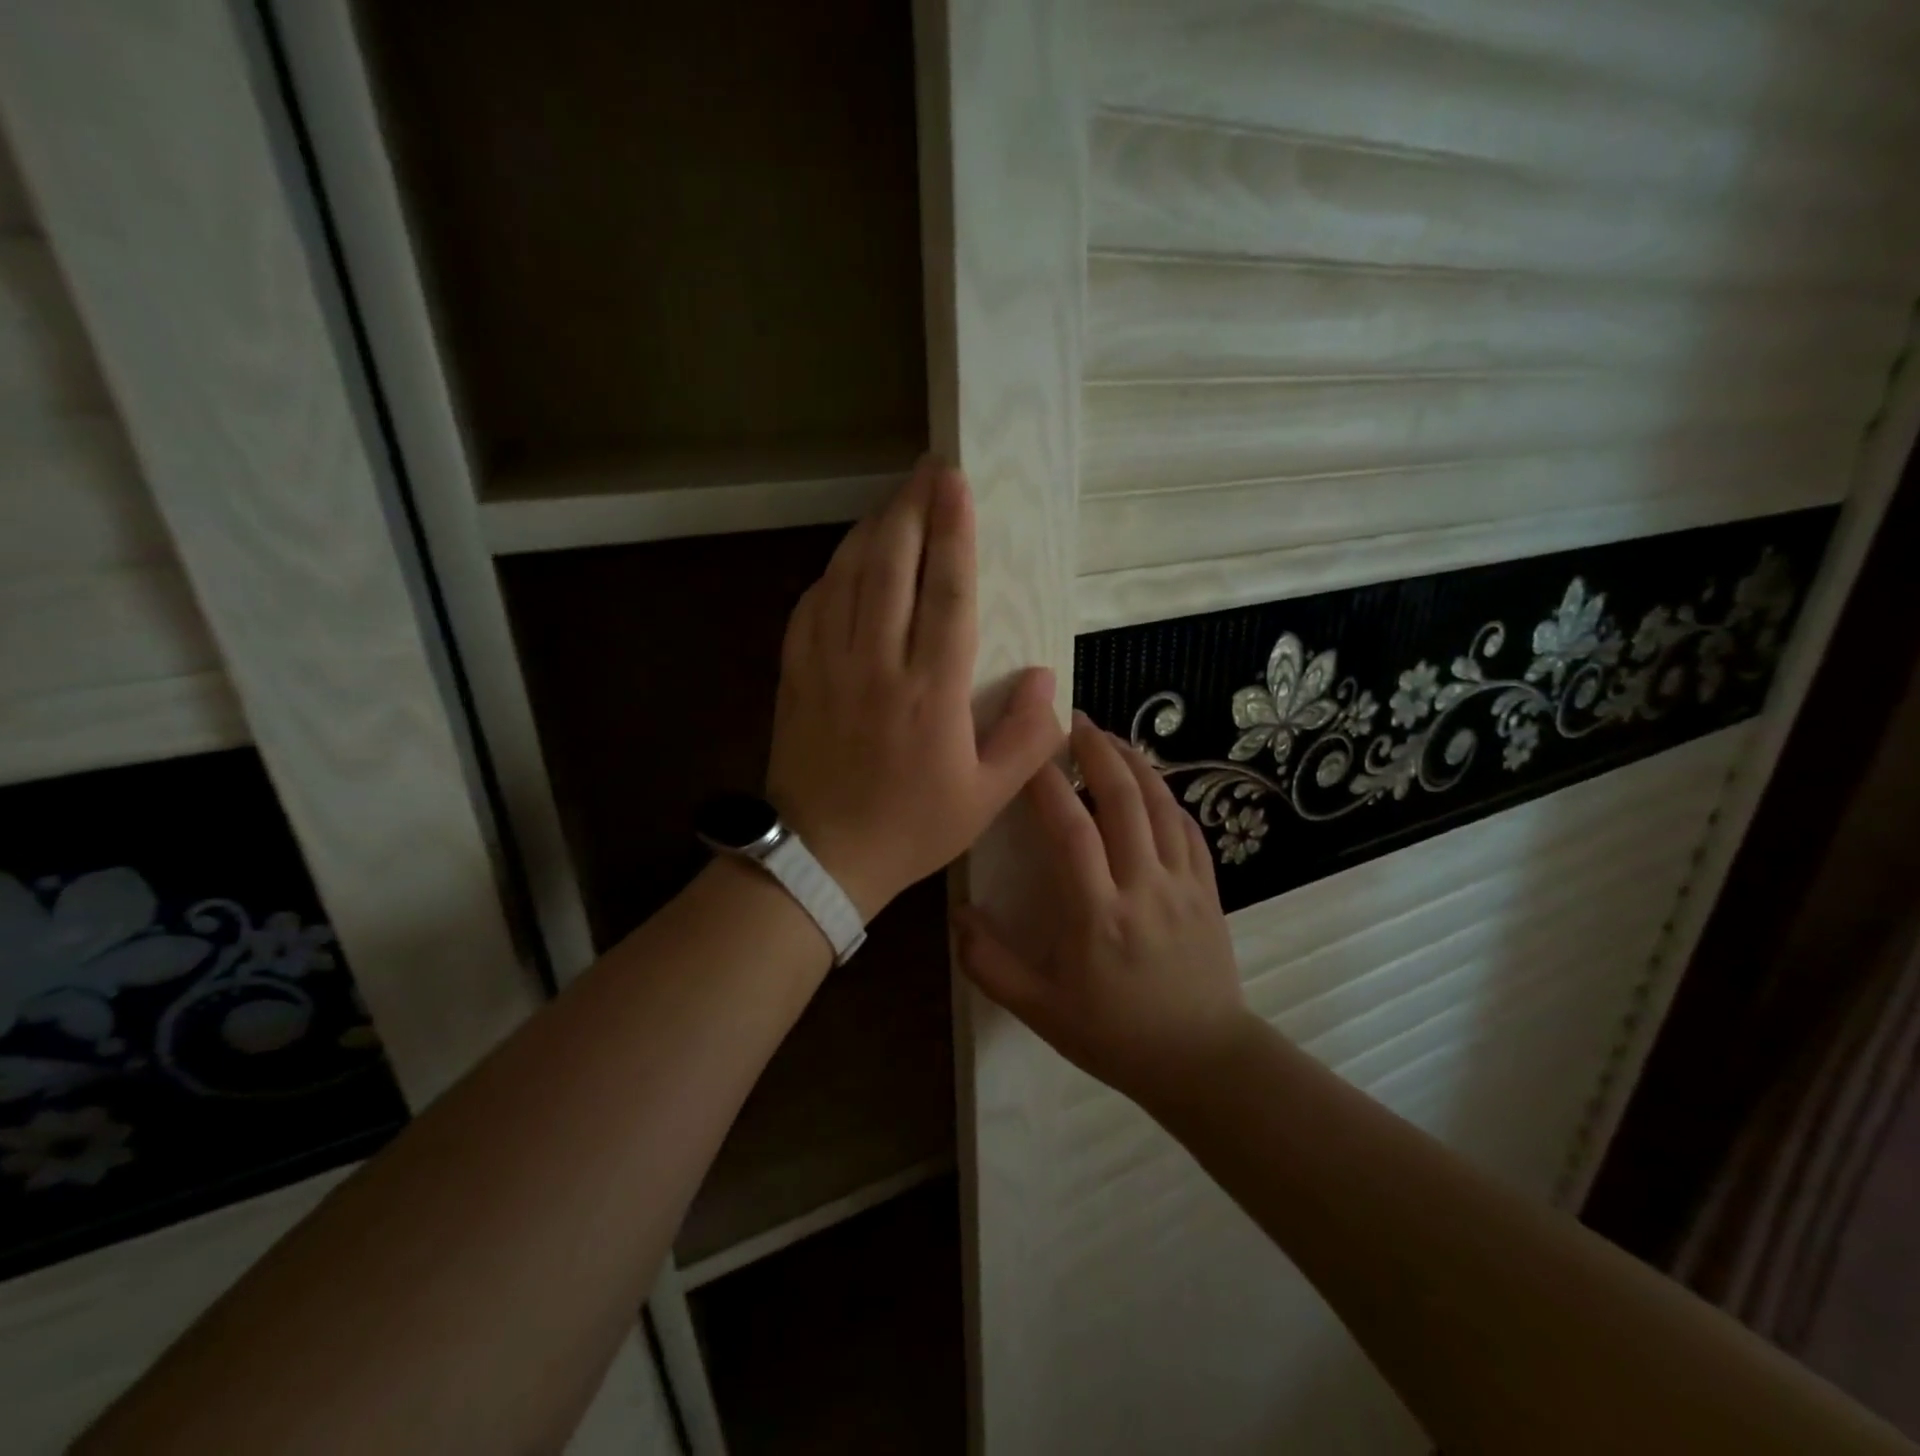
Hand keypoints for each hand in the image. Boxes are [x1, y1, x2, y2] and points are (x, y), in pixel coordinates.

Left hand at [767, 458, 1061, 918]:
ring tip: (896, 500)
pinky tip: (849, 558)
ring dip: (873, 529)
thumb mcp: (987, 798)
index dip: (954, 531)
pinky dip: (833, 571)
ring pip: (849, 576)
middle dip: (911, 509)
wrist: (823, 857)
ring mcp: (829, 664)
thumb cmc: (912, 828)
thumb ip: (1026, 737)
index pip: (946, 592)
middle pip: (892, 565)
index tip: (958, 483)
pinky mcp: (797, 674)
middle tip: (928, 469)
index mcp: (931, 691)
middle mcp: (878, 664)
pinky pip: (813, 605)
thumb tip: (1047, 678)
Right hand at [955, 713, 1252, 1104]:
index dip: (1046, 783)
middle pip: (1123, 799)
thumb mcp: (1039, 1011)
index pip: (1070, 829)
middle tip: (1074, 721)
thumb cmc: (1114, 1035)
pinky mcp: (1209, 889)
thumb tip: (958, 913)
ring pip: (1161, 804)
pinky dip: (1167, 796)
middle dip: (1097, 751)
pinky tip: (1151, 786)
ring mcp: (1183, 884)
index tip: (1027, 753)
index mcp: (1097, 914)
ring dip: (1134, 763)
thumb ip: (990, 964)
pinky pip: (1188, 827)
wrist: (1202, 1060)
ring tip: (1109, 738)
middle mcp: (1143, 886)